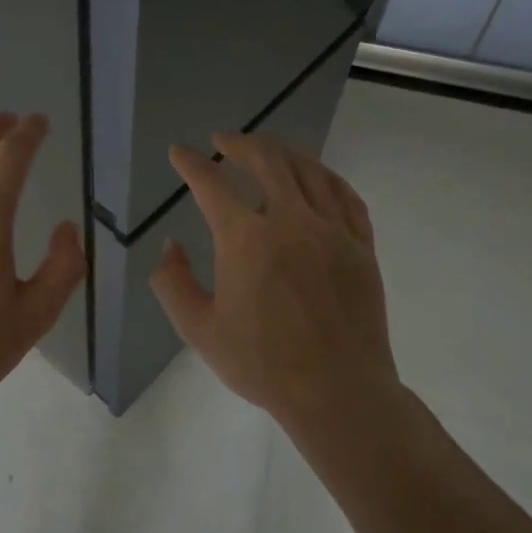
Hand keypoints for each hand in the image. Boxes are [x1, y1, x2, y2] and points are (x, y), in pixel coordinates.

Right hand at [150, 133, 404, 427]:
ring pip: (308, 171)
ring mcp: (332, 231)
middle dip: (240, 144)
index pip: (212, 184)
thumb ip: (172, 283)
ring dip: (282, 152)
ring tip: (266, 149)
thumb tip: (171, 246)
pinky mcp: (361, 246)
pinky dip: (325, 177)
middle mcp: (291, 221)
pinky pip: (345, 196)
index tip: (180, 153)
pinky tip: (316, 176)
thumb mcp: (199, 329)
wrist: (337, 392)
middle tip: (223, 141)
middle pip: (266, 161)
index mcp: (246, 240)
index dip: (191, 164)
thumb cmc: (262, 364)